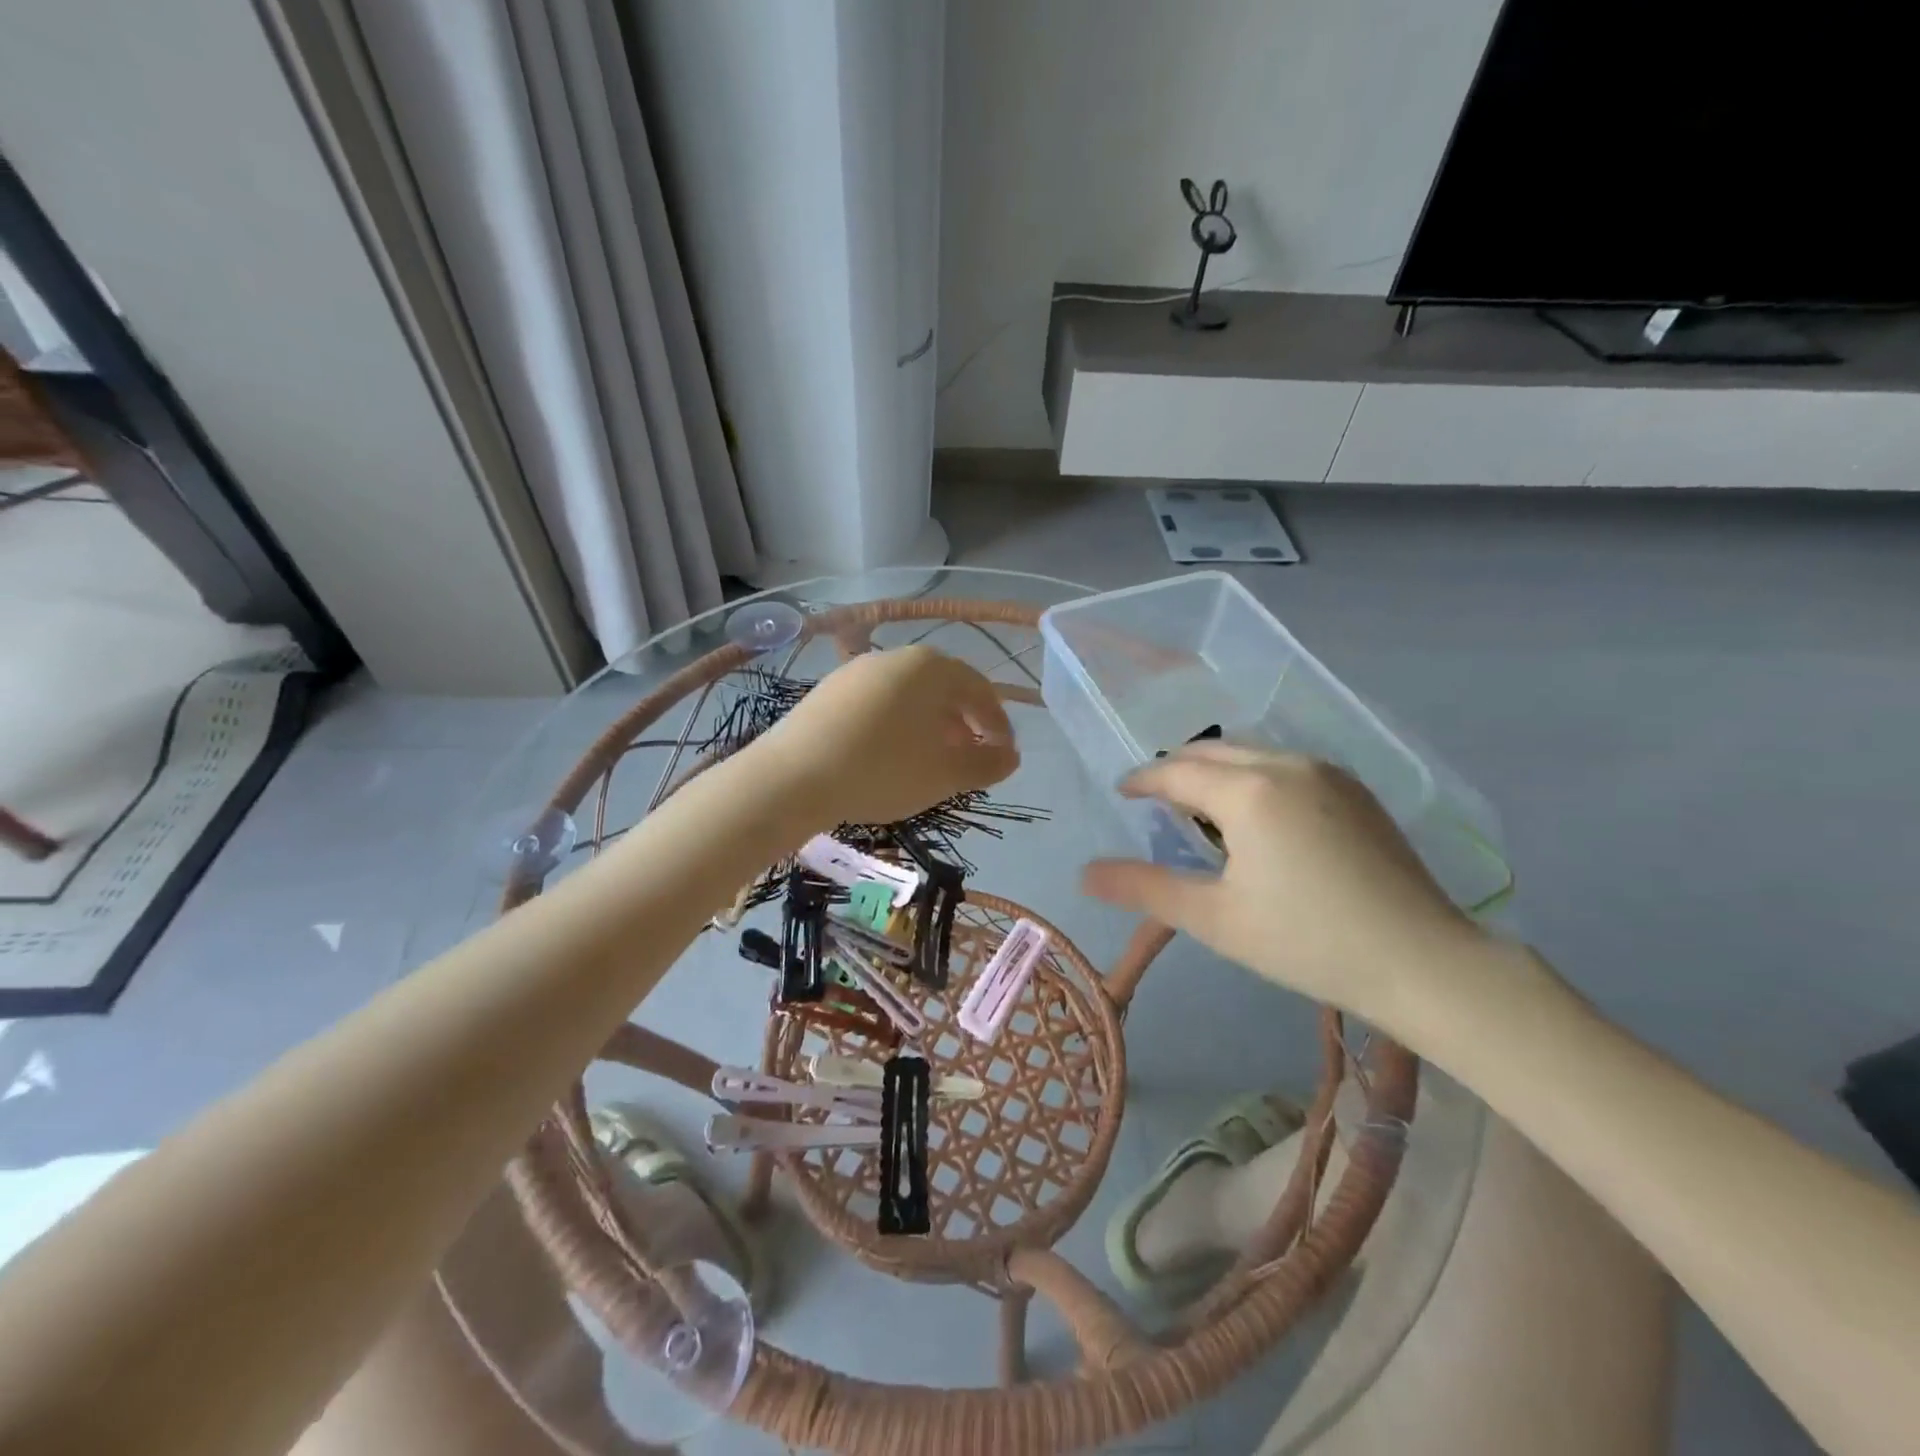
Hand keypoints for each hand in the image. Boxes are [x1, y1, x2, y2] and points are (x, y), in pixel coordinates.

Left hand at [753, 645, 1018, 826]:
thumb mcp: (945, 774)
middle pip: (944, 689)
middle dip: (963, 725)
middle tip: (968, 760)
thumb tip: (1010, 757)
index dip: (998, 726)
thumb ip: (986, 764)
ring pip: (909, 696)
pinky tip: (887, 756)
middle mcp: (896, 657)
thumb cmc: (883, 770)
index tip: (1002, 757)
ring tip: (929, 761)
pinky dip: (896, 726)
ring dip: (929, 726)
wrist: (792, 776)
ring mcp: (857, 671)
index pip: (981, 691)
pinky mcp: (829, 691)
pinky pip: (878, 703)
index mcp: (932, 667)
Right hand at [1081, 744, 1484, 1032]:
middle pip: (1213, 750)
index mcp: (1249, 790)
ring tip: (1201, 809)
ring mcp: (1328, 773)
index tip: (1122, 793)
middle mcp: (1287, 764)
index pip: (1176, 771)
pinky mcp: (1356, 790)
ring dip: (1216, 771)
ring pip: (1252, 753)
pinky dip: (1254, 777)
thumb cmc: (1307, 941)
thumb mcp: (1215, 919)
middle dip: (1176, 769)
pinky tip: (1257, 817)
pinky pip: (1286, 765)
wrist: (1425, 962)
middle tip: (1154, 801)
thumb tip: (1084, 873)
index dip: (1143, 780)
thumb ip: (1145, 888)